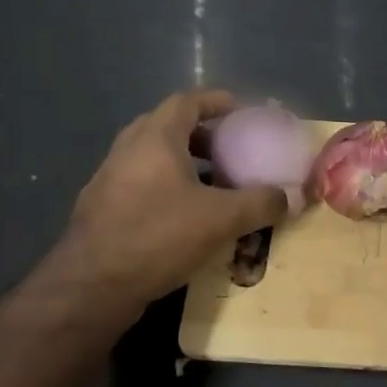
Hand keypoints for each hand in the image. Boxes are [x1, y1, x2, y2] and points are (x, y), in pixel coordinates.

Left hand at [52, 89, 287, 309]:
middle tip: (232, 149)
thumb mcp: (222, 219)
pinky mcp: (103, 208)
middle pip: (169, 126)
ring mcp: (110, 179)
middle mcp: (128, 149)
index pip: (187, 101)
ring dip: (185, 163)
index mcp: (154, 138)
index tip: (243, 112)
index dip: (217, 102)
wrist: (92, 286)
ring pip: (154, 157)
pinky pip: (143, 184)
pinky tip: (188, 216)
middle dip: (203, 134)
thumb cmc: (158, 236)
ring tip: (216, 184)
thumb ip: (261, 203)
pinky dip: (169, 187)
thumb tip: (294, 197)